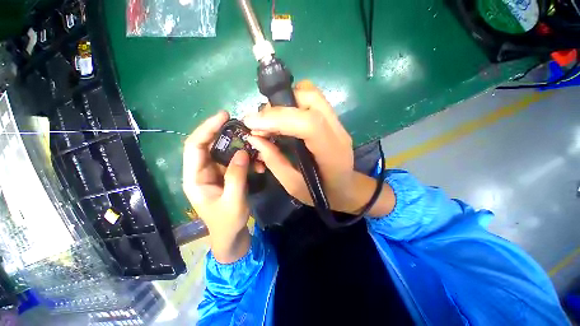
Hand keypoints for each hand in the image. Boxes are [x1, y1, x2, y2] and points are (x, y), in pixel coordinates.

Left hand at [183, 111, 250, 262]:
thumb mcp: (233, 201)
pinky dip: (245, 158)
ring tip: (254, 145)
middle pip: (209, 145)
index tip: (224, 116)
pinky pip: (234, 161)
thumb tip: (243, 151)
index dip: (207, 128)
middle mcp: (201, 171)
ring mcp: (214, 173)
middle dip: (224, 133)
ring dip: (239, 147)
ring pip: (223, 152)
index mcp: (194, 178)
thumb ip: (236, 176)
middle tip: (242, 126)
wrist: (232, 236)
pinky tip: (257, 162)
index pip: (195, 146)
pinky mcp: (226, 175)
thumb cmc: (228, 223)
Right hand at [245, 80, 395, 216]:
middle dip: (278, 106)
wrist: (346, 188)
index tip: (252, 123)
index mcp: (332, 153)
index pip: (309, 124)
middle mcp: (338, 132)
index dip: (278, 118)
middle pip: (310, 99)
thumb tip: (254, 138)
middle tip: (260, 122)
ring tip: (270, 120)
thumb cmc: (322, 194)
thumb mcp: (294, 186)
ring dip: (285, 102)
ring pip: (311, 94)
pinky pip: (311, 100)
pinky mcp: (332, 120)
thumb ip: (274, 161)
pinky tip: (283, 119)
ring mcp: (337, 123)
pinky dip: (292, 103)